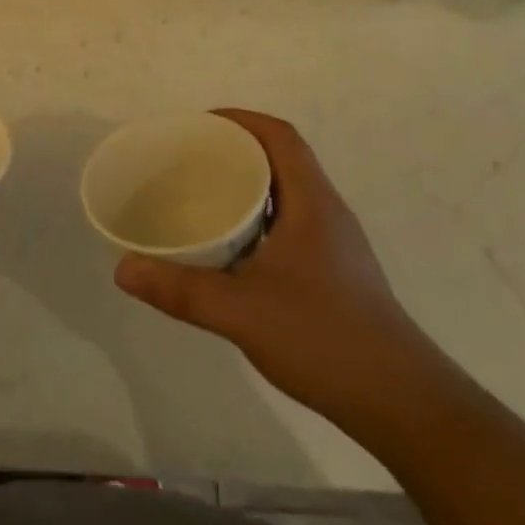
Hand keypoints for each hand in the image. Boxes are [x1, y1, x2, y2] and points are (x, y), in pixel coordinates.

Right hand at [114, 109, 434, 425]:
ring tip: (199, 197)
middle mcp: (327, 214)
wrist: (402, 404)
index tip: (196, 126)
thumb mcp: (241, 312)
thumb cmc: (324, 340)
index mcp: (313, 204)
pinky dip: (255, 220)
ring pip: (285, 195)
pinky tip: (228, 250)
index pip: (280, 136)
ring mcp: (334, 245)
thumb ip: (180, 290)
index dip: (240, 119)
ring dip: (246, 186)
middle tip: (186, 161)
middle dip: (234, 150)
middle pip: (281, 160)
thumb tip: (122, 270)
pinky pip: (288, 225)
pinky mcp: (333, 273)